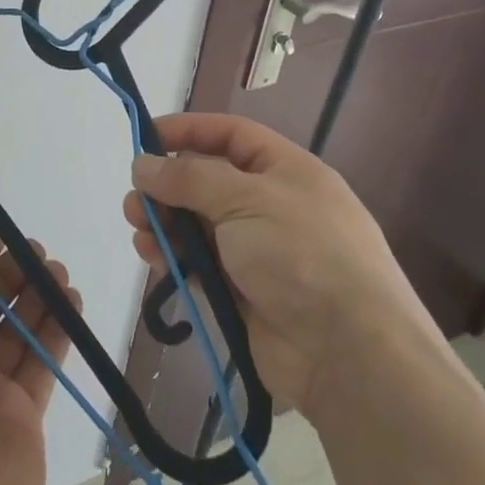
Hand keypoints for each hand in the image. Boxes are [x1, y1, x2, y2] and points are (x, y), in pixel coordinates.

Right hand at [123, 113, 439, 412]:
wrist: (349, 354)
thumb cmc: (301, 254)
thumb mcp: (245, 199)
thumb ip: (189, 177)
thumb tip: (143, 165)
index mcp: (287, 171)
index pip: (231, 134)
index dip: (188, 130)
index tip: (145, 137)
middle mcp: (273, 205)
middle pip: (209, 181)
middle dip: (168, 185)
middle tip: (134, 200)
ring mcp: (260, 251)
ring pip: (199, 225)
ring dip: (166, 223)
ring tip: (139, 231)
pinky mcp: (245, 292)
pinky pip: (200, 263)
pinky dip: (175, 257)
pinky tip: (153, 258)